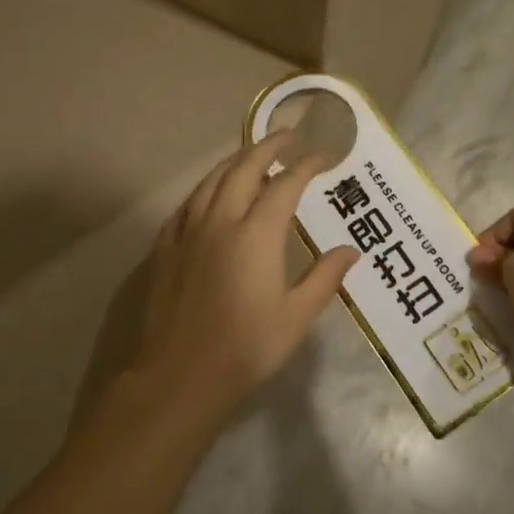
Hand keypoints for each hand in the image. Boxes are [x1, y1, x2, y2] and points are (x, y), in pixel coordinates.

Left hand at [113, 132, 356, 435]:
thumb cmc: (244, 350)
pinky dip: (206, 188)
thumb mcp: (295, 318)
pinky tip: (209, 194)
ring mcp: (186, 232)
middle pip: (243, 169)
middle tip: (286, 136)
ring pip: (210, 181)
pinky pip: (188, 203)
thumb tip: (350, 250)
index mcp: (255, 235)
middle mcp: (219, 222)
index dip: (305, 166)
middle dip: (267, 147)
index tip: (321, 157)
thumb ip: (324, 278)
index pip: (285, 185)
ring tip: (251, 154)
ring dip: (234, 161)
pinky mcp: (163, 248)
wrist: (176, 377)